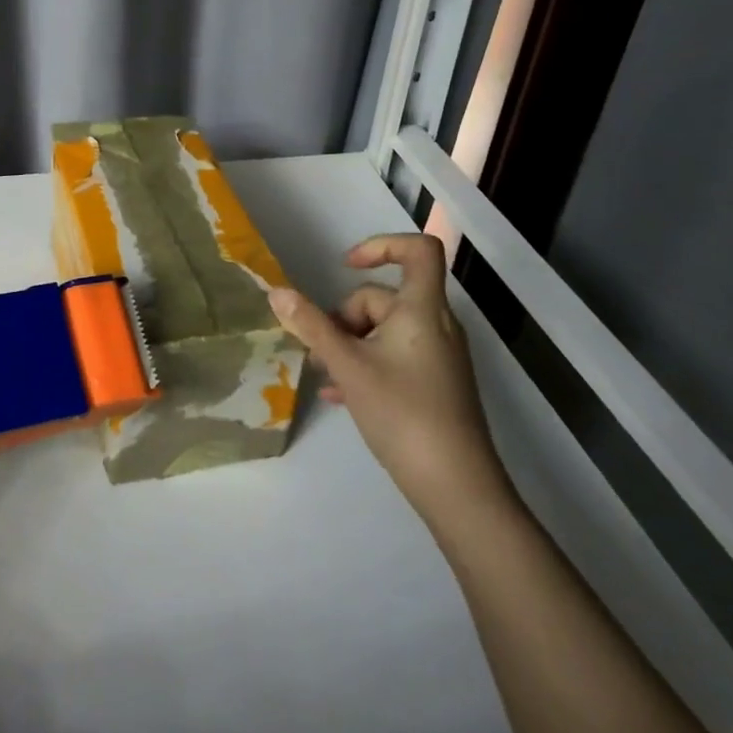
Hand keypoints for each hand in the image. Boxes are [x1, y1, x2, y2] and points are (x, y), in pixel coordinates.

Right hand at [269, 234, 506, 513]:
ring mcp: (438, 356)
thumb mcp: (347, 366)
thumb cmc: (402, 413)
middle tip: (321, 350)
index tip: (345, 267)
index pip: (418, 250)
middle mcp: (436, 325)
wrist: (456, 487)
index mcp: (422, 309)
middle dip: (345, 317)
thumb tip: (276, 291)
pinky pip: (395, 356)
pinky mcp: (436, 383)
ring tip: (324, 375)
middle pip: (385, 297)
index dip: (381, 245)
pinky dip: (367, 363)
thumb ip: (311, 326)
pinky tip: (340, 394)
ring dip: (350, 343)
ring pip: (385, 330)